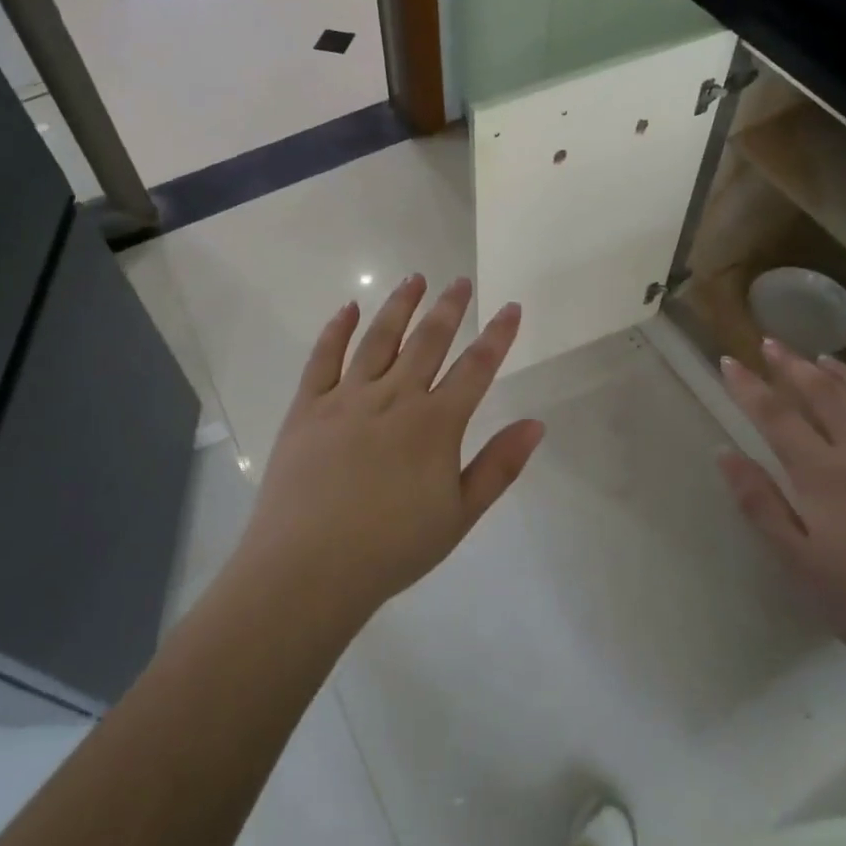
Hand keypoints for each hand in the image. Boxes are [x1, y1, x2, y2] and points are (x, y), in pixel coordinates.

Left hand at [234, 275, 544, 622]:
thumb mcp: (459, 516)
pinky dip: (337, 329)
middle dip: (449, 308)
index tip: (510, 307)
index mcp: (435, 424)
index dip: (497, 336)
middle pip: (428, 341)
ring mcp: (347, 397)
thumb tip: (537, 424)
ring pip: (379, 338)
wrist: (308, 567)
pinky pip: (324, 357)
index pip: (475, 368)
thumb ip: (499, 466)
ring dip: (400, 306)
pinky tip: (348, 308)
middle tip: (460, 281)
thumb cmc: (391, 549)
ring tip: (415, 278)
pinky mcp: (308, 406)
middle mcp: (394, 398)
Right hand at [716, 340, 845, 692]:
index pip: (776, 416)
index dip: (749, 386)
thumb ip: (760, 504)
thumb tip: (724, 453)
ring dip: (844, 373)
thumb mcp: (800, 565)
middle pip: (826, 395)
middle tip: (772, 343)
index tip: (729, 361)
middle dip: (794, 365)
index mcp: (824, 475)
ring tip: (824, 357)